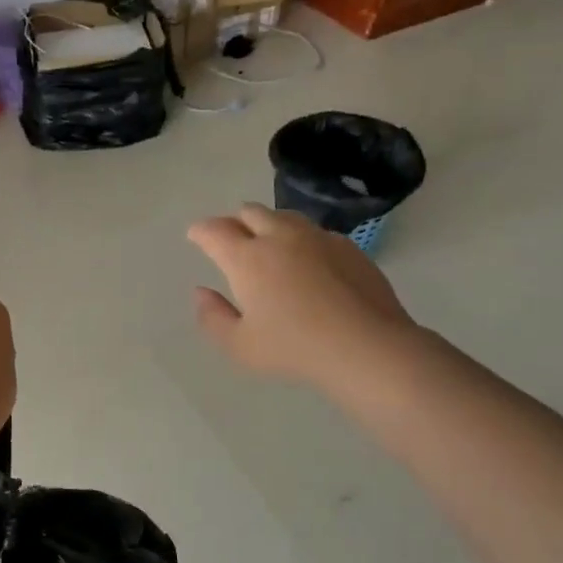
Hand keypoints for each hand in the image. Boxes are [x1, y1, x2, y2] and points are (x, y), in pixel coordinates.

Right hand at [188, 204, 417, 390]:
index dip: (200, 231)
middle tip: (230, 241)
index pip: (214, 231)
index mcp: (247, 258)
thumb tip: (202, 292)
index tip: (195, 236)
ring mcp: (317, 238)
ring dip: (268, 225)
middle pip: (249, 212)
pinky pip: (315, 232)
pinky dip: (301, 240)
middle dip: (233, 222)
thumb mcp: (239, 346)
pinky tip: (307, 262)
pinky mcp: (347, 247)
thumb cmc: (294, 349)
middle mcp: (279, 237)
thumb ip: (213, 317)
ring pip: (284, 216)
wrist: (367, 347)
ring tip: (268, 245)